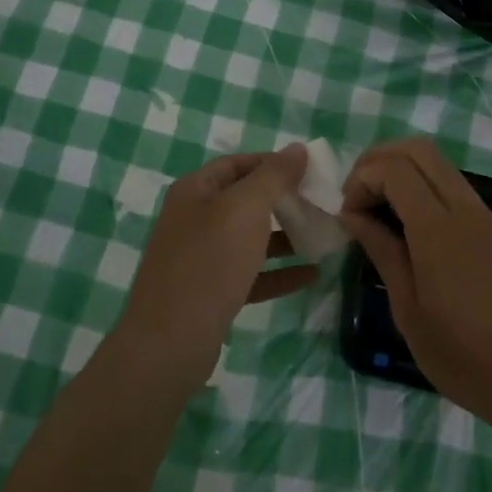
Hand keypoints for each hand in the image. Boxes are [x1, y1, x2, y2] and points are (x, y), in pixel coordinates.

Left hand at [113, 145, 309, 394]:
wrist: (170, 342)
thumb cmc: (209, 262)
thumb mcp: (245, 209)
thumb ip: (274, 176)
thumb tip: (297, 148)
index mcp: (195, 190)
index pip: (237, 164)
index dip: (272, 163)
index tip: (308, 171)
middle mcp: (194, 218)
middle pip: (244, 200)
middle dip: (282, 201)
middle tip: (319, 204)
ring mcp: (201, 258)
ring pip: (249, 238)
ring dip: (284, 237)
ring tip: (321, 236)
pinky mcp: (211, 293)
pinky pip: (250, 274)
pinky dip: (278, 272)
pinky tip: (311, 275)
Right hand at [339, 137, 491, 444]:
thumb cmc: (469, 360)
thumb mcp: (411, 314)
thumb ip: (383, 253)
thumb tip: (352, 215)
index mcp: (439, 229)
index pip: (394, 168)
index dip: (362, 178)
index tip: (348, 214)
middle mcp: (467, 210)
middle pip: (420, 150)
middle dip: (381, 158)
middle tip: (359, 194)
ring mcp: (491, 219)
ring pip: (442, 166)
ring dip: (405, 172)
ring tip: (383, 212)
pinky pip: (459, 191)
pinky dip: (428, 191)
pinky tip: (417, 235)